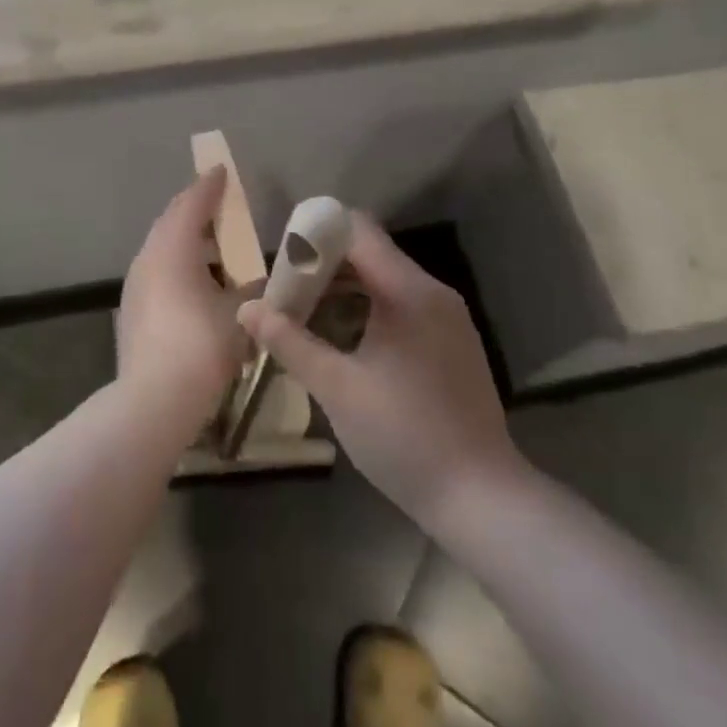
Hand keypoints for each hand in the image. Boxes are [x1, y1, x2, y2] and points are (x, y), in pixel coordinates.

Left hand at [117, 169, 248, 412]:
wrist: (153, 402)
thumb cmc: (201, 347)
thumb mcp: (240, 313)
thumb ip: (252, 288)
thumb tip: (259, 280)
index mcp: (173, 249)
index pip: (191, 204)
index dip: (209, 186)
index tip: (222, 171)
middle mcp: (148, 259)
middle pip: (172, 221)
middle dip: (196, 209)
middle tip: (221, 202)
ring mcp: (136, 285)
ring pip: (162, 248)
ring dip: (188, 240)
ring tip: (218, 246)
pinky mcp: (133, 310)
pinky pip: (158, 271)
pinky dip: (179, 264)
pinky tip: (199, 283)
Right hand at [238, 214, 521, 528]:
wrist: (479, 495)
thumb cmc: (402, 436)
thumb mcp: (337, 388)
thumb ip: (290, 342)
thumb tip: (247, 309)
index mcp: (408, 292)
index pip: (359, 231)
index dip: (317, 233)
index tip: (284, 257)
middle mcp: (433, 292)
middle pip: (372, 254)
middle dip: (325, 266)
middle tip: (286, 292)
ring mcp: (448, 318)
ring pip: (387, 282)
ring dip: (346, 289)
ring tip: (306, 316)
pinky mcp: (453, 342)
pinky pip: (405, 306)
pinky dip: (371, 309)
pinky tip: (345, 341)